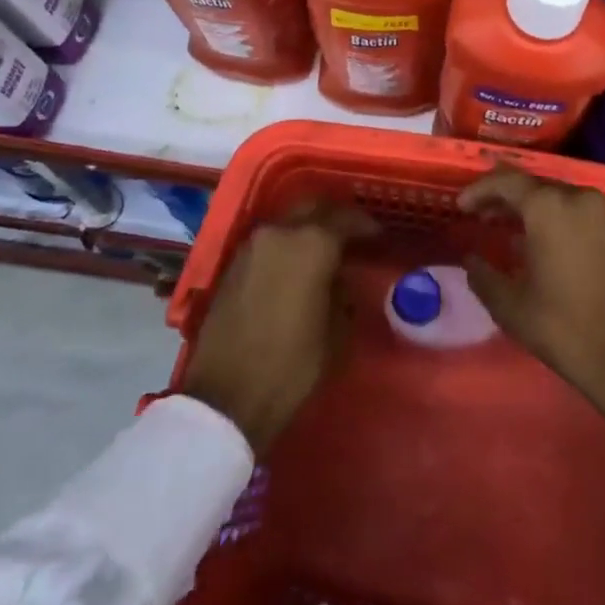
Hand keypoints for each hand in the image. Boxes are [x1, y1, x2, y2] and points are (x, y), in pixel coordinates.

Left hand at [183, 199, 375, 455]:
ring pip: (287, 222)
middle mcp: (279, 232)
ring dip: (307, 229)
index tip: (379, 236)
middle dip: (334, 216)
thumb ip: (343, 293)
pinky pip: (269, 241)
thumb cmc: (291, 365)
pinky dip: (287, 245)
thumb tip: (340, 277)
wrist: (225, 397)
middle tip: (352, 234)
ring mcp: (251, 246)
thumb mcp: (336, 332)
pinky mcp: (232, 264)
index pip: (345, 218)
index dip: (365, 225)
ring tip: (325, 252)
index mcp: (310, 243)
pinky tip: (297, 266)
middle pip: (312, 207)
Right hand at [463, 168, 604, 452]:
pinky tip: (559, 252)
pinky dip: (568, 226)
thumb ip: (483, 276)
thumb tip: (471, 260)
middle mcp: (583, 199)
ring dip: (540, 212)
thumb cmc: (566, 330)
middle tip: (487, 217)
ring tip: (519, 235)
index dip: (480, 190)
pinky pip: (591, 219)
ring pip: (567, 201)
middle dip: (509, 199)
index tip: (462, 207)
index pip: (507, 181)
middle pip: (538, 186)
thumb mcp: (511, 307)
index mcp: (550, 207)